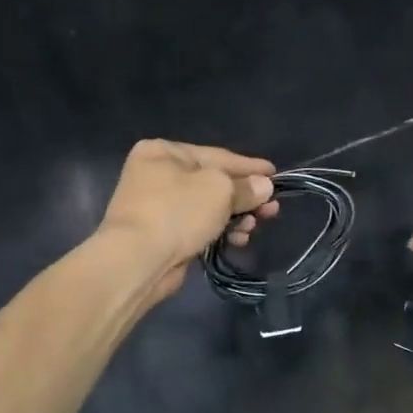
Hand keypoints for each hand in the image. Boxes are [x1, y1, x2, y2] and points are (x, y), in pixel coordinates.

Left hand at [99, 140, 278, 304]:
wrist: (137, 261)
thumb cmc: (177, 212)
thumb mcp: (219, 190)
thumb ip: (245, 187)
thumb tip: (264, 187)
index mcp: (164, 151)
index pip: (218, 155)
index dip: (249, 166)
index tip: (276, 174)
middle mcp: (158, 174)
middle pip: (214, 183)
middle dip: (245, 197)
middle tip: (272, 210)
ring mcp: (158, 206)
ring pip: (208, 207)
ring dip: (236, 217)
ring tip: (255, 227)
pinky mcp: (162, 235)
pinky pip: (199, 227)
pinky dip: (220, 231)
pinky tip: (238, 240)